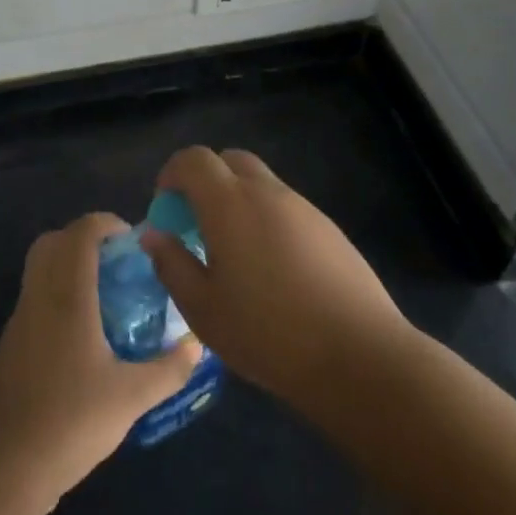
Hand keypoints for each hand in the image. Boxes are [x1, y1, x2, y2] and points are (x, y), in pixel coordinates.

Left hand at [0, 212, 199, 509]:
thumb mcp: (132, 397)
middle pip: (52, 242)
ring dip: (69, 269)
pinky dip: (57, 297)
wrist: (2, 468)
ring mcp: (19, 321)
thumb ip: (169, 369)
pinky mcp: (9, 346)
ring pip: (39, 271)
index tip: (133, 240)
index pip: (80, 232)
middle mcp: (38, 296)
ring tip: (107, 299)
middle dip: (84, 240)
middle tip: (117, 264)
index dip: (106, 223)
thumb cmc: (70, 422)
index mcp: (67, 295)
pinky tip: (82, 337)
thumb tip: (197, 345)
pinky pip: (34, 300)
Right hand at [139, 147, 413, 415]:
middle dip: (206, 181)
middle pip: (230, 160)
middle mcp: (267, 192)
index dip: (172, 174)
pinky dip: (267, 219)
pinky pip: (286, 207)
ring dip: (238, 200)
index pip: (194, 159)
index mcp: (230, 203)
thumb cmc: (268, 333)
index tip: (165, 209)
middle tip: (197, 224)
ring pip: (261, 183)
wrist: (360, 355)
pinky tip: (273, 270)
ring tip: (234, 253)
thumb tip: (155, 234)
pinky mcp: (329, 228)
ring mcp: (304, 207)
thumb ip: (172, 264)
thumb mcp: (203, 308)